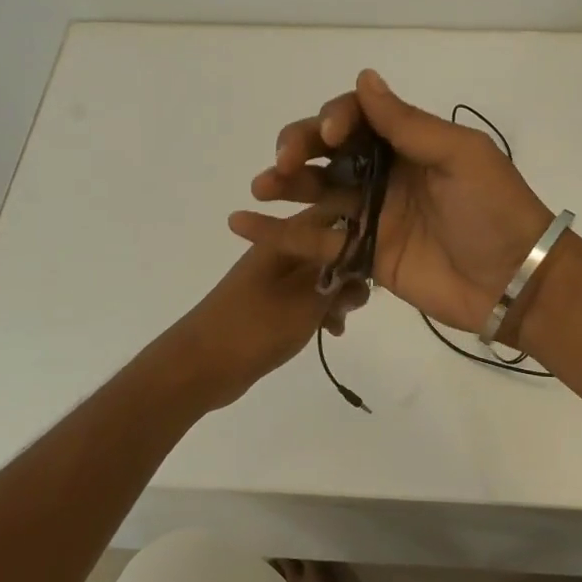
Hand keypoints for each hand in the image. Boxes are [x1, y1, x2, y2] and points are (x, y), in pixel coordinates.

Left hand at [164, 206, 370, 407]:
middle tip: (356, 300)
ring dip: (338, 295)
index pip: (330, 214)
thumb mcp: (306, 303)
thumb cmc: (254, 327)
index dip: (358, 229)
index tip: (381, 254)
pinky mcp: (273, 304)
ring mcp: (275, 279)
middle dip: (351, 271)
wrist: (200, 366)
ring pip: (322, 276)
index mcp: (284, 239)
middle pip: (329, 248)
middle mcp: (281, 252)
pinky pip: (308, 299)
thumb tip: (362, 264)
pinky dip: (322, 311)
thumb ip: (339, 281)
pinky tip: (331, 332)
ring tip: (341, 321)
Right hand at [230, 69, 554, 335]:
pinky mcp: (364, 255)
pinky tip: (244, 224)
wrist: (513, 281)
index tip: (330, 135)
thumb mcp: (460, 156)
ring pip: (318, 192)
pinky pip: (317, 241)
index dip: (336, 119)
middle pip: (330, 152)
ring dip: (285, 185)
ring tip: (261, 186)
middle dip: (301, 148)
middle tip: (284, 162)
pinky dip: (279, 234)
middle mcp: (386, 174)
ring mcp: (373, 215)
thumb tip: (365, 79)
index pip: (359, 118)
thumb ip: (408, 124)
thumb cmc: (494, 210)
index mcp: (410, 144)